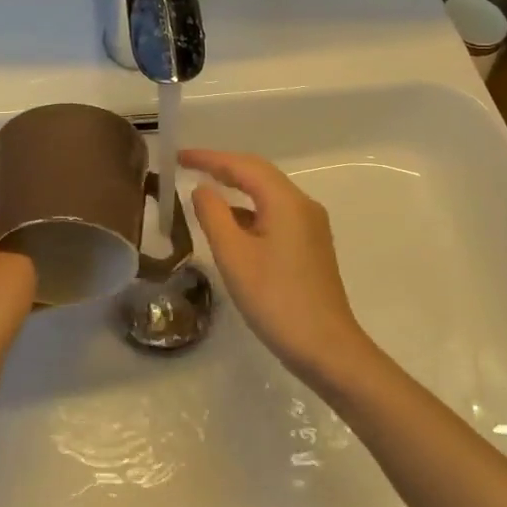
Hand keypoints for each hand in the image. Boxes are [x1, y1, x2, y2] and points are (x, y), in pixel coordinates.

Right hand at [180, 148, 374, 388]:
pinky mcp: (310, 246)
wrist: (327, 349)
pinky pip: (275, 214)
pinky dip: (249, 210)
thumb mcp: (234, 257)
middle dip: (223, 167)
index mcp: (286, 201)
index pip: (243, 165)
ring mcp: (310, 226)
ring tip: (204, 190)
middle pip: (258, 173)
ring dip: (236, 188)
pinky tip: (230, 225)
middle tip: (188, 166)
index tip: (179, 156)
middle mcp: (302, 205)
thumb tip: (202, 189)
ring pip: (267, 194)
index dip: (209, 158)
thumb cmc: (276, 300)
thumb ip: (213, 216)